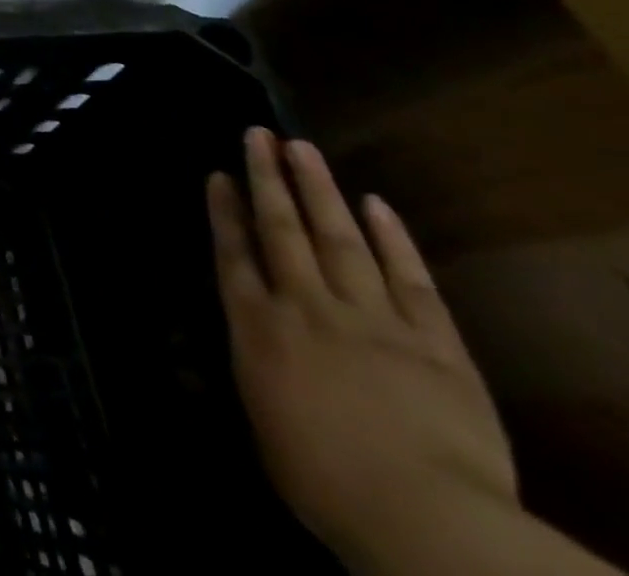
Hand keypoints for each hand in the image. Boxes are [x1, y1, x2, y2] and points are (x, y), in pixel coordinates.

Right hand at [206, 129, 514, 565]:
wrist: (425, 517)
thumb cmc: (324, 481)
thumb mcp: (264, 421)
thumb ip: (259, 367)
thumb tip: (252, 341)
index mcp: (258, 328)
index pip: (233, 254)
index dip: (224, 211)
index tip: (219, 175)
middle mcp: (305, 306)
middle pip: (281, 229)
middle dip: (267, 178)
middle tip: (258, 134)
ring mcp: (371, 318)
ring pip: (338, 237)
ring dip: (319, 189)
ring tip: (302, 148)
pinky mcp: (434, 341)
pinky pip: (409, 279)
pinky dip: (392, 239)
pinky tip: (376, 204)